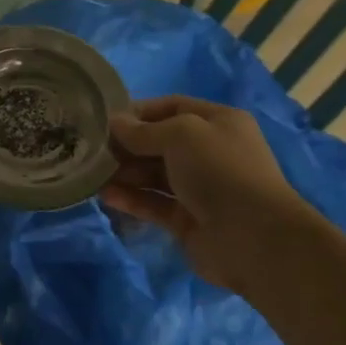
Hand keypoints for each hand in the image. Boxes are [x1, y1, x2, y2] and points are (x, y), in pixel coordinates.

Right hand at [100, 95, 311, 294]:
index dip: (140, 111)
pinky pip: (154, 204)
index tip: (105, 120)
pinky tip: (106, 196)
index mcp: (218, 122)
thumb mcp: (181, 135)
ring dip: (126, 173)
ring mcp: (199, 189)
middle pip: (160, 143)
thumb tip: (114, 123)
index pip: (173, 107)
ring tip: (92, 174)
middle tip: (92, 149)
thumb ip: (143, 131)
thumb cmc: (220, 170)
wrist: (253, 237)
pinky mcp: (188, 220)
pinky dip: (132, 199)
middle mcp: (210, 152)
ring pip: (155, 175)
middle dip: (128, 145)